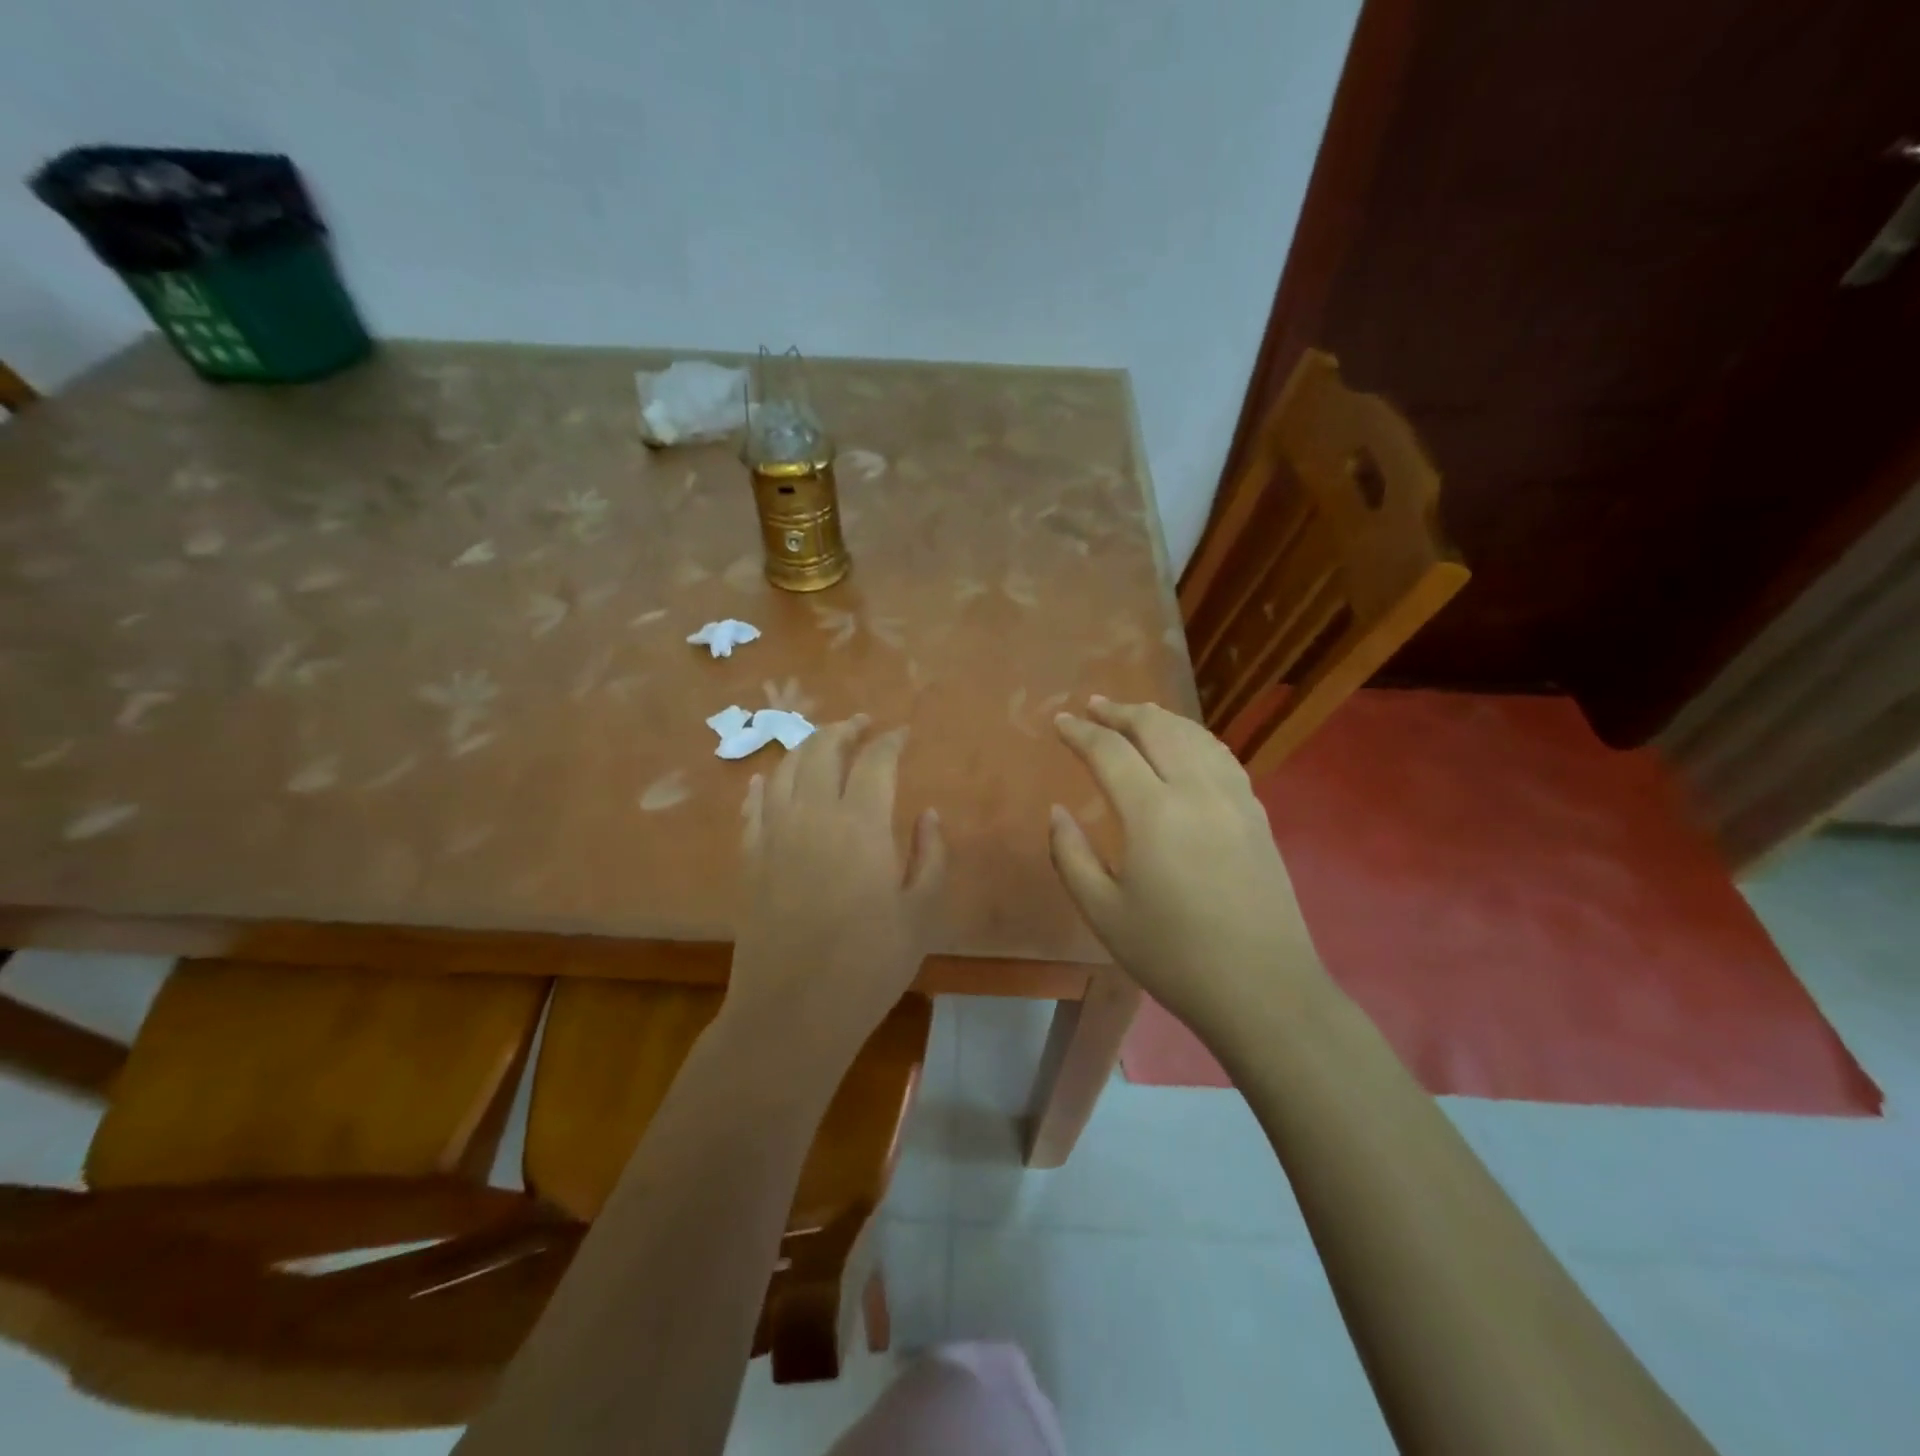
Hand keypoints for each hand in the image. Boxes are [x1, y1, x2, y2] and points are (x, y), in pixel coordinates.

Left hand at [730, 715, 946, 1063]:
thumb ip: (930, 856)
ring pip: (784, 769)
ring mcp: (774, 834)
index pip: (875, 760)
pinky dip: (763, 784)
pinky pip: (753, 806)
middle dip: (844, 729)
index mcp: (861, 824)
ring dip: (805, 747)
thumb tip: (927, 814)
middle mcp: (812, 815)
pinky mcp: (750, 858)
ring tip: (822, 743)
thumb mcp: (921, 913)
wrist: (793, 1011)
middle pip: (822, 750)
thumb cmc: (869, 965)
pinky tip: (766, 779)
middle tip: (861, 725)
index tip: (902, 733)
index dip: (890, 740)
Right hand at [1049, 697, 1327, 1035]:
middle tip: (1094, 706)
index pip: (1110, 751)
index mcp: (1153, 813)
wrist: (1263, 989)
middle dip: (1121, 711)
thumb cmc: (1172, 956)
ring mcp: (1234, 798)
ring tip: (1136, 713)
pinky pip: (1221, 756)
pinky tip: (1186, 745)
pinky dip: (1194, 737)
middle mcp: (1197, 791)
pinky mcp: (1257, 813)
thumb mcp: (1103, 912)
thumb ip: (1070, 855)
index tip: (1060, 721)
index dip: (1080, 732)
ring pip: (1195, 735)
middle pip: (1157, 728)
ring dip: (1160, 718)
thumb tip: (1057, 811)